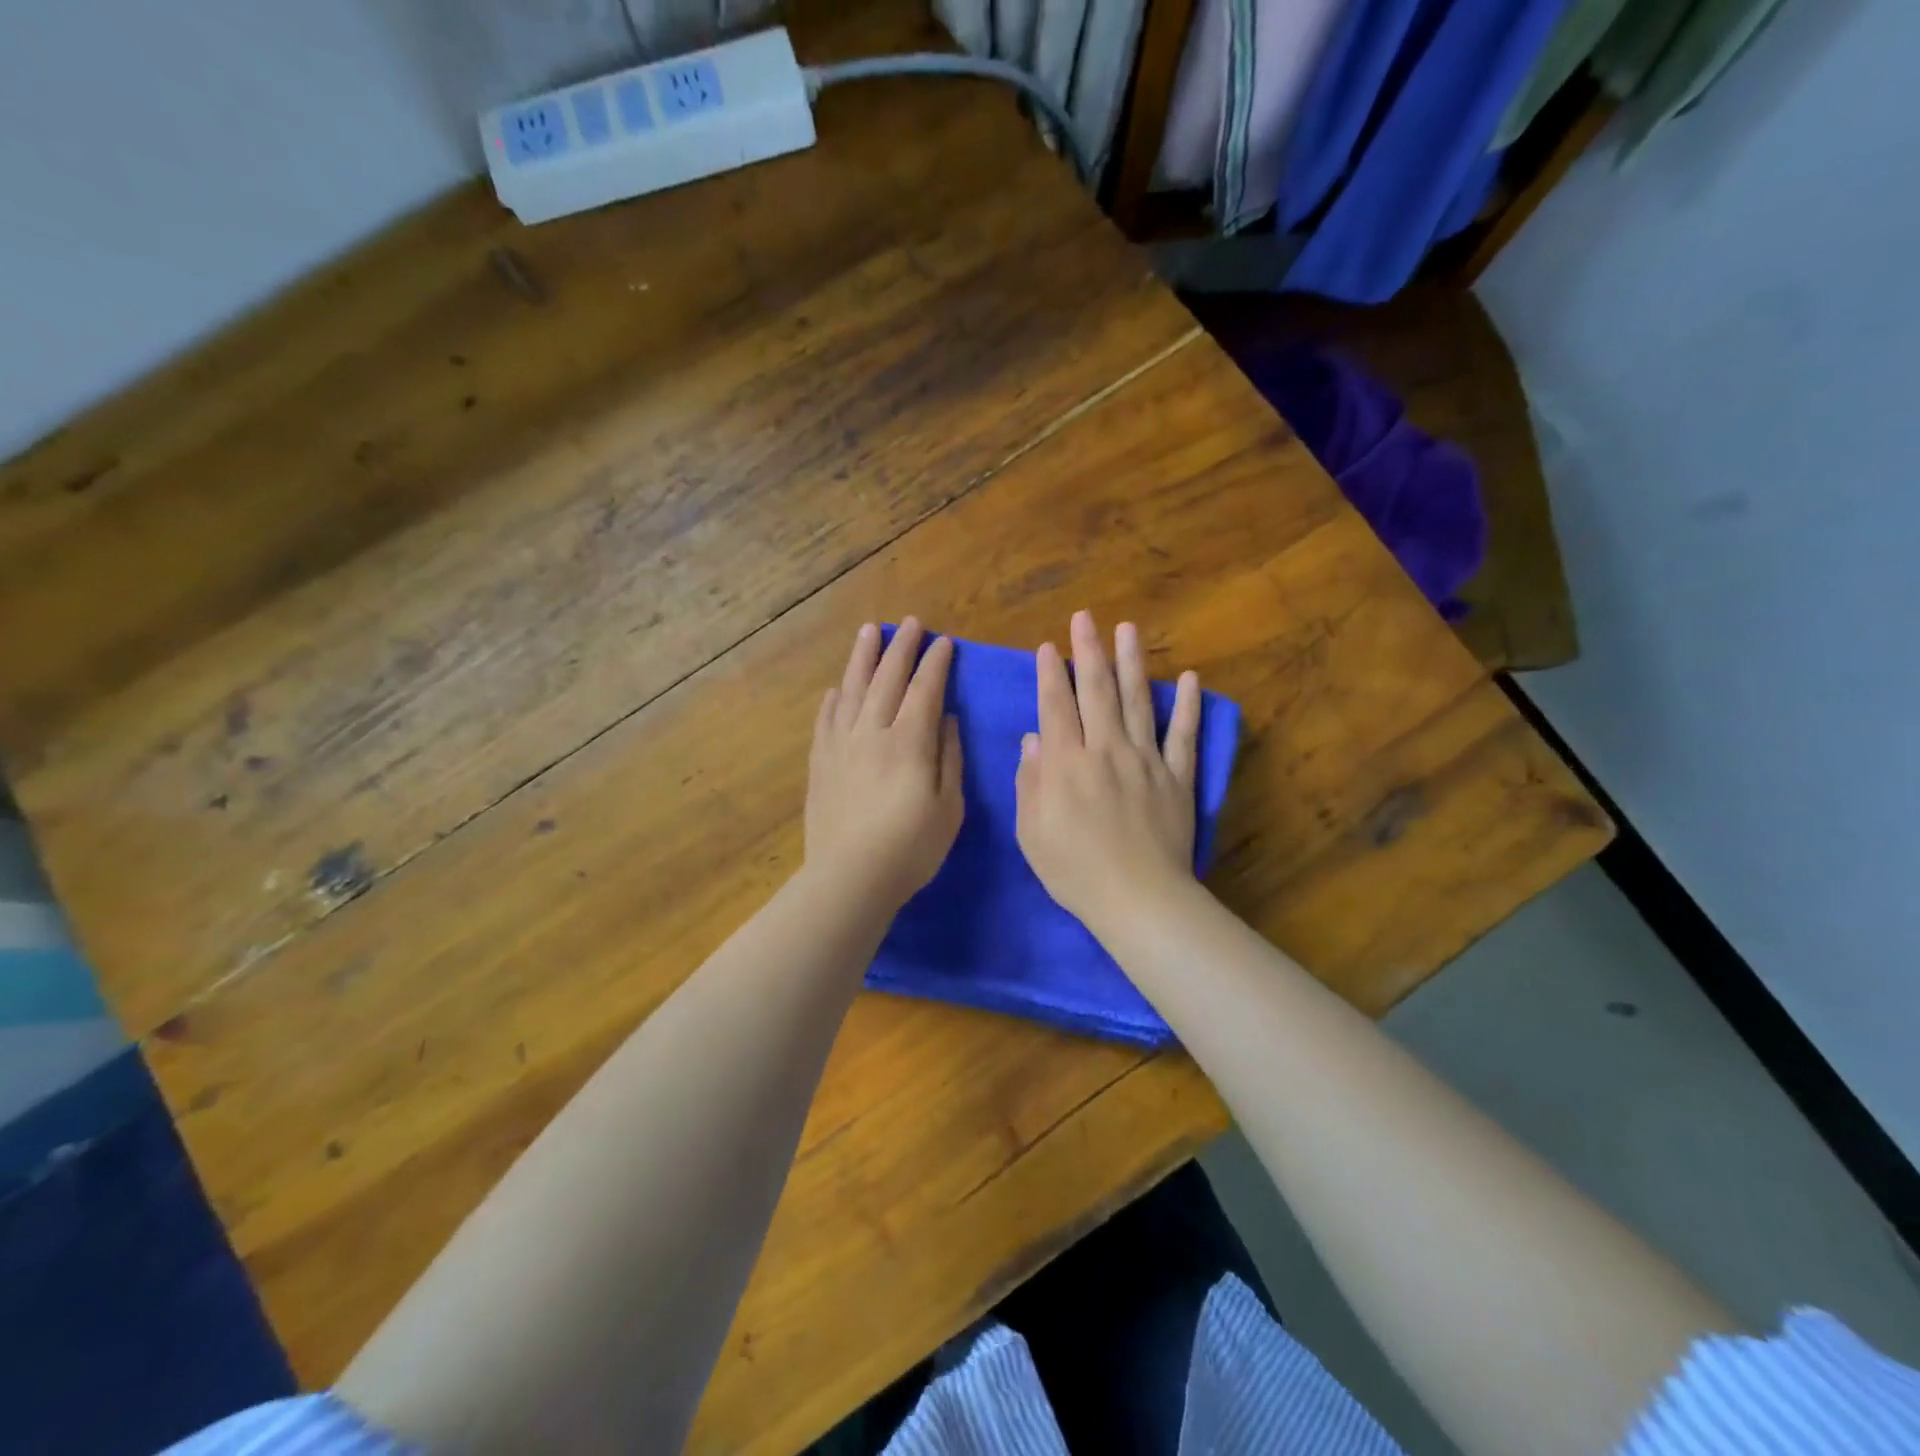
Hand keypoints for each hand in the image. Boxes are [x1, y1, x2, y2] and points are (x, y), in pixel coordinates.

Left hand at [805, 618, 964, 913]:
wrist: (850, 877)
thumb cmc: (911, 848)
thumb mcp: (949, 807)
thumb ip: (949, 758)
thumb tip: (946, 719)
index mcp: (909, 742)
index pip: (925, 690)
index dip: (936, 663)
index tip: (944, 642)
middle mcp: (872, 733)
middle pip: (887, 679)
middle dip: (901, 648)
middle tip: (910, 623)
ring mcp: (841, 746)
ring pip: (851, 690)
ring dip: (862, 659)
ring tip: (869, 632)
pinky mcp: (820, 764)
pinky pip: (825, 720)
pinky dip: (833, 700)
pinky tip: (836, 689)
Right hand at [1015, 611, 1201, 936]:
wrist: (1139, 898)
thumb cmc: (1075, 871)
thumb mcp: (1032, 832)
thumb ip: (1031, 781)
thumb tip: (1033, 738)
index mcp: (1066, 764)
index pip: (1055, 707)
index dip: (1050, 674)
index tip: (1048, 647)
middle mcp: (1105, 750)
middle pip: (1095, 691)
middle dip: (1088, 651)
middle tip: (1085, 618)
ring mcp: (1146, 761)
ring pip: (1137, 701)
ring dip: (1131, 662)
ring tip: (1128, 629)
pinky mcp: (1177, 777)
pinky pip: (1183, 736)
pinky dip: (1187, 706)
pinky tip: (1189, 678)